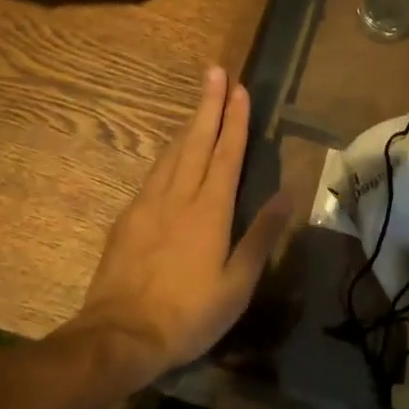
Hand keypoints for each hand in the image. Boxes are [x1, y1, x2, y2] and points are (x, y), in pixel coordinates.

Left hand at [73, 67, 289, 375]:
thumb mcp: (237, 283)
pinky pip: (154, 174)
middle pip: (196, 141)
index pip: (226, 154)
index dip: (235, 120)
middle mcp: (178, 196)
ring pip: (171, 153)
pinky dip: (168, 154)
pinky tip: (170, 155)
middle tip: (215, 72)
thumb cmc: (188, 314)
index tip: (239, 89)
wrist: (119, 336)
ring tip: (199, 104)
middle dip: (208, 105)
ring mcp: (148, 204)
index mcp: (209, 210)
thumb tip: (288, 193)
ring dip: (188, 125)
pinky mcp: (128, 218)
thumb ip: (261, 235)